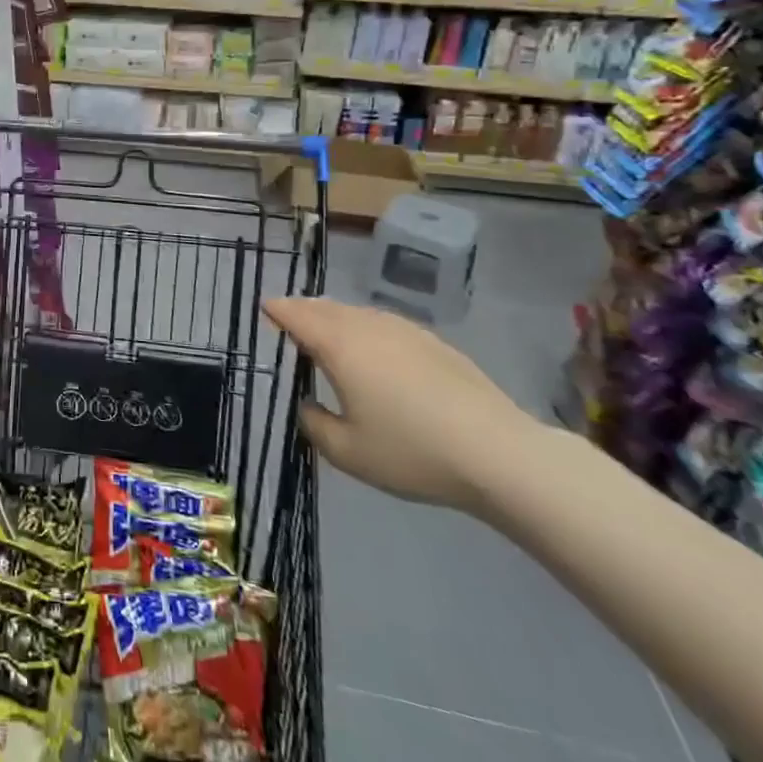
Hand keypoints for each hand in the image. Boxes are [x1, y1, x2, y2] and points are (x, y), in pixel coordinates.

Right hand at [264, 297, 540, 512]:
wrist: (498, 453)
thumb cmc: (412, 451)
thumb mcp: (348, 452)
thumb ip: (315, 425)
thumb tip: (308, 405)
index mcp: (339, 346)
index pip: (297, 316)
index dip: (277, 310)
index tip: (264, 309)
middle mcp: (367, 326)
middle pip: (326, 308)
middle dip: (303, 310)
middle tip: (288, 319)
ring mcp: (404, 330)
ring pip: (356, 313)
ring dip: (334, 318)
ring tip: (326, 333)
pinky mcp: (432, 342)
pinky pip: (383, 324)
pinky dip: (365, 328)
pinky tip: (374, 352)